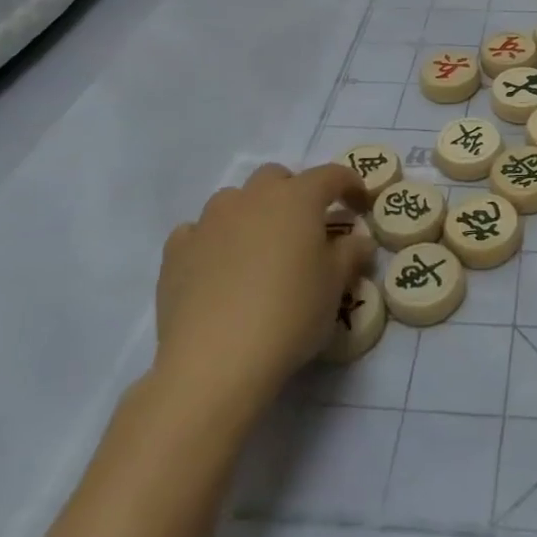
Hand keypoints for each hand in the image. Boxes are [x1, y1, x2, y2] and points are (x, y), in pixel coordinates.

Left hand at [151, 163, 372, 424]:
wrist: (214, 361)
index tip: (360, 205)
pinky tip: (218, 268)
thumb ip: (351, 254)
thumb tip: (358, 241)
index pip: (332, 175)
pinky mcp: (176, 251)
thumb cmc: (290, 314)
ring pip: (235, 200)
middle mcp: (253, 198)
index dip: (350, 185)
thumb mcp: (335, 286)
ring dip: (252, 214)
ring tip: (259, 250)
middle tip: (305, 228)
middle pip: (277, 177)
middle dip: (294, 193)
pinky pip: (198, 232)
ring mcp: (210, 221)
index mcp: (297, 198)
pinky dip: (213, 241)